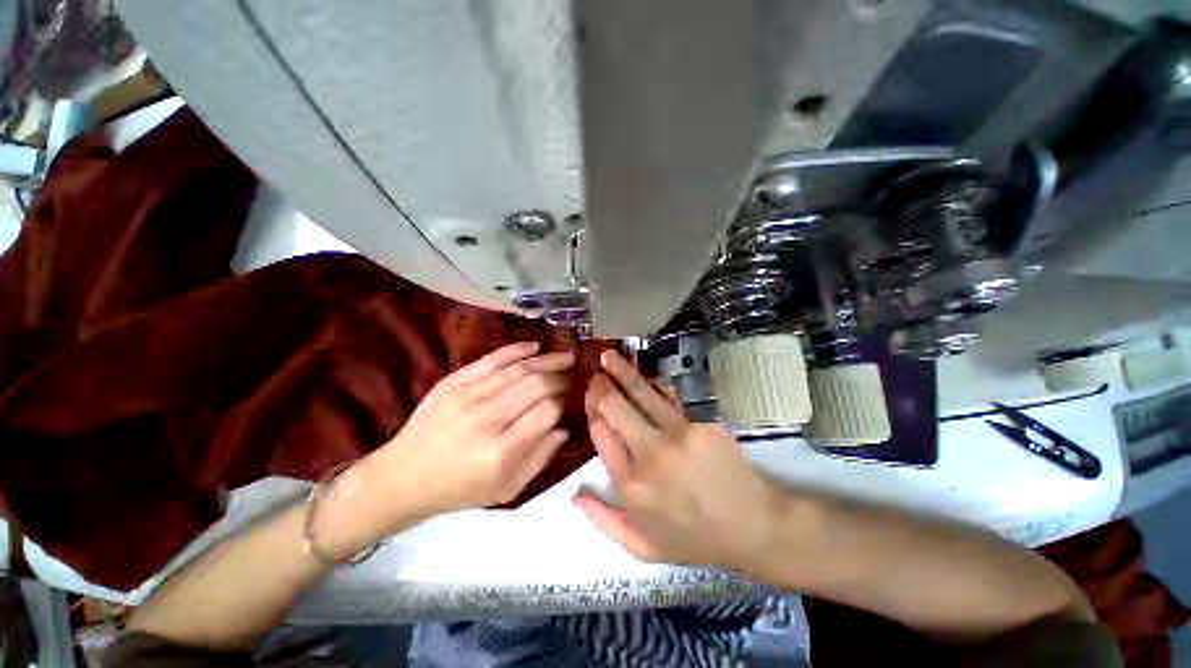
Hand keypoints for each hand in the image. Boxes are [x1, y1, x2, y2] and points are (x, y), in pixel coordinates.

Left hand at [327, 342, 572, 551]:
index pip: (546, 412)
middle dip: (560, 377)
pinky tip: (534, 346)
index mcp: (501, 452)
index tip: (569, 399)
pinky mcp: (453, 382)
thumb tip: (563, 428)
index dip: (562, 402)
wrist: (402, 477)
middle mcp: (486, 419)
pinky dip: (516, 350)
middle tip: (573, 374)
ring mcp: (467, 396)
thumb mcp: (506, 490)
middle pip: (536, 385)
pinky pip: (491, 359)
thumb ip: (540, 459)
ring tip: (565, 356)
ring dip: (546, 360)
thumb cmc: (458, 490)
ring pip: (518, 369)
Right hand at [574, 350, 780, 570]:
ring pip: (641, 394)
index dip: (593, 411)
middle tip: (597, 375)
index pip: (601, 434)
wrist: (753, 527)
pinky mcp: (700, 423)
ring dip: (622, 372)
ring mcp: (676, 435)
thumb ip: (604, 521)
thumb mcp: (642, 547)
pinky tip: (646, 374)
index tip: (591, 397)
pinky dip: (654, 384)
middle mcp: (648, 454)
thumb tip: (575, 494)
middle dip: (602, 387)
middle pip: (615, 408)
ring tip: (609, 356)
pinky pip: (669, 397)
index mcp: (630, 485)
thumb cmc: (695, 540)